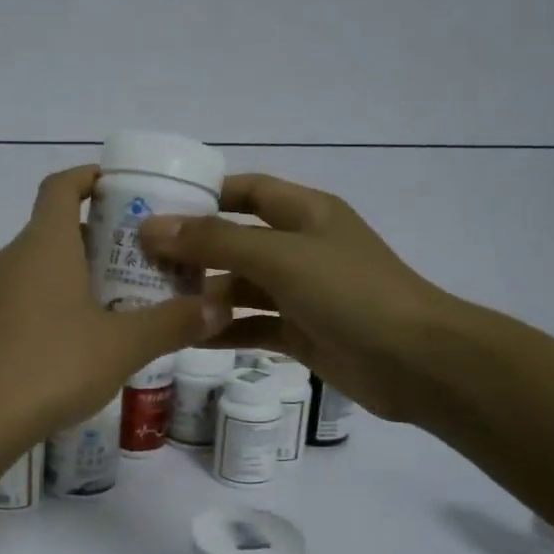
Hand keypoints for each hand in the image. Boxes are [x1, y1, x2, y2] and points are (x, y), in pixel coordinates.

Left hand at [0, 167, 228, 432]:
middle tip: (134, 259)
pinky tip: (70, 343)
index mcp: (44, 244)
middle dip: (93, 236)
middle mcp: (10, 258)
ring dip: (69, 274)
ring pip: (34, 268)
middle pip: (52, 228)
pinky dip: (46, 305)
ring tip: (109, 302)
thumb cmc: (55, 365)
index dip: (89, 177)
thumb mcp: (124, 346)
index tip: (118, 187)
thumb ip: (173, 323)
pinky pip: (18, 301)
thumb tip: (221, 307)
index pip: (61, 185)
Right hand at [137, 173, 456, 425]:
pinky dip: (222, 330)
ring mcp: (300, 293)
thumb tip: (152, 227)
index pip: (247, 190)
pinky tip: (183, 337)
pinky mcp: (299, 333)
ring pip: (240, 287)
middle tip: (137, 261)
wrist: (415, 362)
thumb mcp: (281, 257)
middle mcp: (301, 247)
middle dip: (192, 250)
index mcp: (305, 213)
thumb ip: (216, 242)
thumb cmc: (350, 293)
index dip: (204, 194)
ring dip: (202, 294)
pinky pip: (251, 326)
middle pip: (236, 241)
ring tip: (151, 301)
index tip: (154, 205)